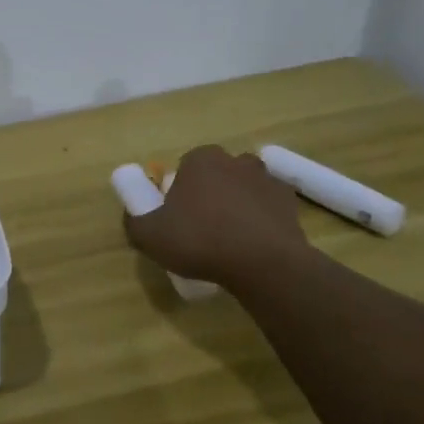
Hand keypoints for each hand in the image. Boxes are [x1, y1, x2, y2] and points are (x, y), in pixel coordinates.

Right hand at [123, 145, 307, 287]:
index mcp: (200, 160)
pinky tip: (253, 243)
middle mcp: (235, 160)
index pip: (185, 167)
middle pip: (217, 174)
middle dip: (210, 193)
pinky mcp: (290, 202)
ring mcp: (267, 179)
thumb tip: (134, 216)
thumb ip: (134, 222)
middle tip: (202, 227)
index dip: (179, 192)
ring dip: (237, 204)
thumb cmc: (200, 241)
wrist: (263, 264)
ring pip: (244, 188)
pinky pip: (268, 206)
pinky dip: (261, 219)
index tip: (178, 217)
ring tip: (230, 237)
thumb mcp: (149, 236)